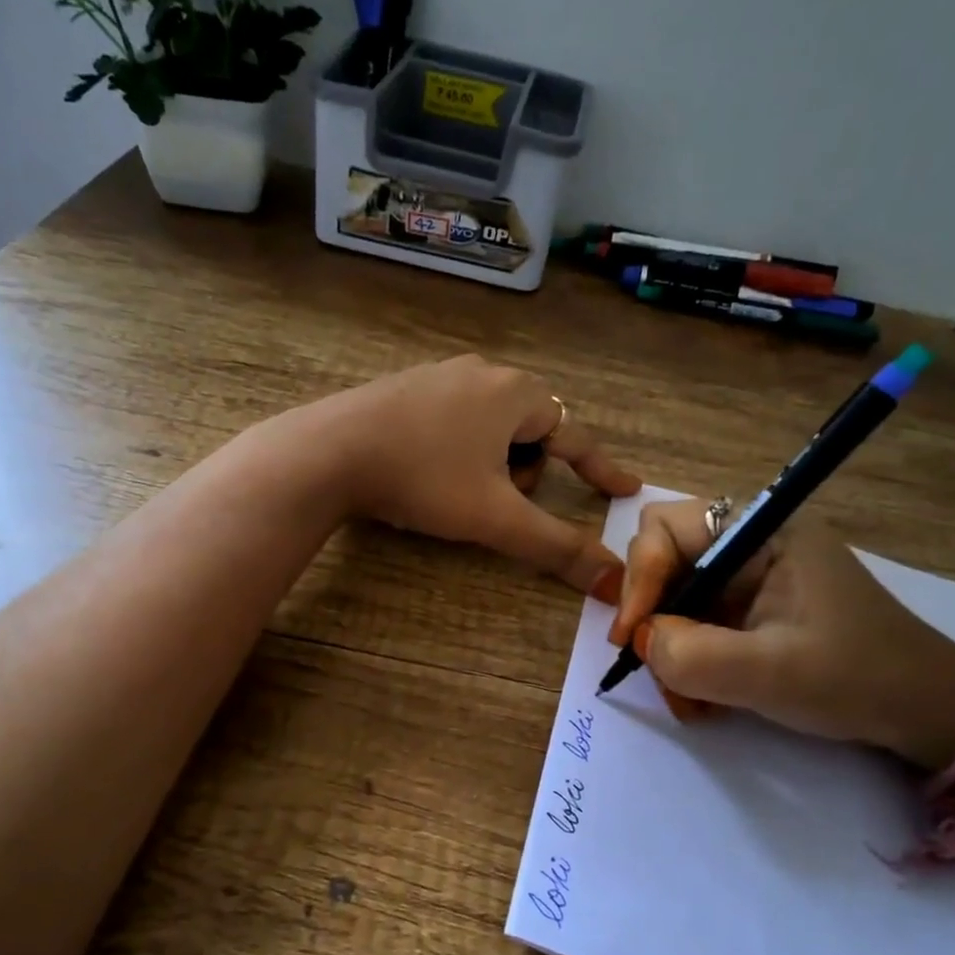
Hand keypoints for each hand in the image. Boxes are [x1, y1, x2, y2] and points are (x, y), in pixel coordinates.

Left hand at [302, 356, 642, 593]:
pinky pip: (453, 420)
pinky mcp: (404, 387)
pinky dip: (457, 449)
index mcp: (515, 394)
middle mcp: (482, 372)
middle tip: (496, 502)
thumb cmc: (423, 478)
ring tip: (455, 490)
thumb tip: (614, 582)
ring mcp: (438, 375)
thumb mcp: (495, 518)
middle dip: (525, 472)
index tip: (626, 489)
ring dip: (491, 463)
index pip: (575, 436)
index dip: (602, 468)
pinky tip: (426, 470)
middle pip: (531, 431)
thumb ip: (556, 548)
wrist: (329, 452)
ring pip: (491, 426)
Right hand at [609, 500, 954, 768]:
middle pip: (663, 561)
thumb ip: (693, 655)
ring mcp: (749, 580)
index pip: (665, 528)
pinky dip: (687, 661)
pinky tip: (704, 699)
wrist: (928, 713)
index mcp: (762, 533)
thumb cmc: (859, 679)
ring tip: (687, 700)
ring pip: (673, 599)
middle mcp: (749, 545)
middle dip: (651, 615)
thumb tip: (642, 641)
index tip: (632, 637)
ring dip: (667, 648)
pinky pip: (694, 624)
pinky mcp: (750, 611)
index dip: (639, 578)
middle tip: (652, 665)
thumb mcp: (772, 672)